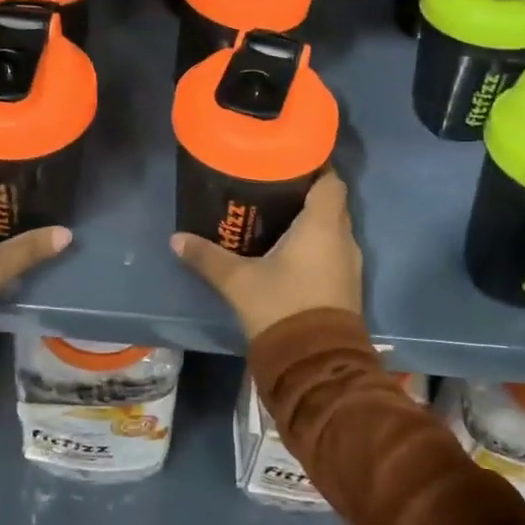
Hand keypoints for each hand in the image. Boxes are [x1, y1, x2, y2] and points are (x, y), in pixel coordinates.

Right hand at [170, 170, 362, 340]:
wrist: (316, 365)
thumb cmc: (281, 307)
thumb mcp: (238, 281)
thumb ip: (207, 257)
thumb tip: (176, 238)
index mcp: (323, 224)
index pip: (331, 180)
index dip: (315, 166)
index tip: (289, 159)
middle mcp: (343, 238)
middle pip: (331, 201)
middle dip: (306, 191)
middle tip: (273, 184)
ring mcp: (349, 264)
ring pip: (332, 228)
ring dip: (311, 220)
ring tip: (276, 213)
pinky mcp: (346, 285)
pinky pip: (332, 250)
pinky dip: (315, 243)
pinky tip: (288, 249)